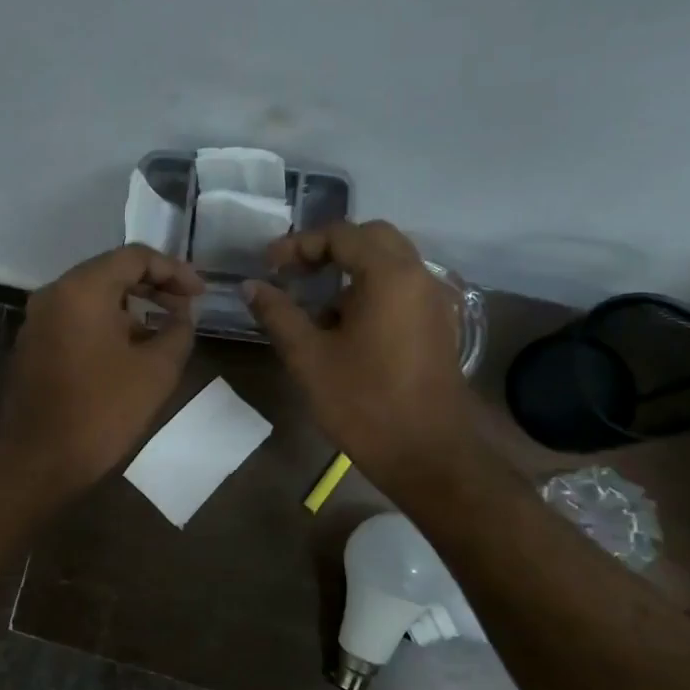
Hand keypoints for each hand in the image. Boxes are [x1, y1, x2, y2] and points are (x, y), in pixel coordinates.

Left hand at [0, 244, 204, 499]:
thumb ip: (178, 331)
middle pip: (110, 273)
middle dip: (153, 287)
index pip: (134, 257)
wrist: (38, 462)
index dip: (174, 270)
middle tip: (186, 309)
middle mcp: (53, 294)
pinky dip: (106, 325)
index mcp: (81, 289)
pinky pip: (75, 321)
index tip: (200, 295)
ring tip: (163, 333)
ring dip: (130, 308)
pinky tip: (129, 352)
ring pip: (92, 298)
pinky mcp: (31, 346)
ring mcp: (37, 321)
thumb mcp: (156, 371)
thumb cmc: (102, 412)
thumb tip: (182, 314)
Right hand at [244, 221, 472, 492]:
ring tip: (314, 303)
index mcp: (389, 275)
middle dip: (329, 248)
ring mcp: (434, 301)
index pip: (341, 235)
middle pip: (372, 238)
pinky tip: (344, 327)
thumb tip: (251, 286)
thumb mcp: (309, 357)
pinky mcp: (438, 325)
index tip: (269, 266)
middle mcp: (419, 276)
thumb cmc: (363, 402)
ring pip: (390, 263)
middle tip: (294, 272)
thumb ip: (278, 314)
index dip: (299, 245)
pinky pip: (402, 288)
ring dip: (351, 270)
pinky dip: (370, 290)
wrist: (427, 453)